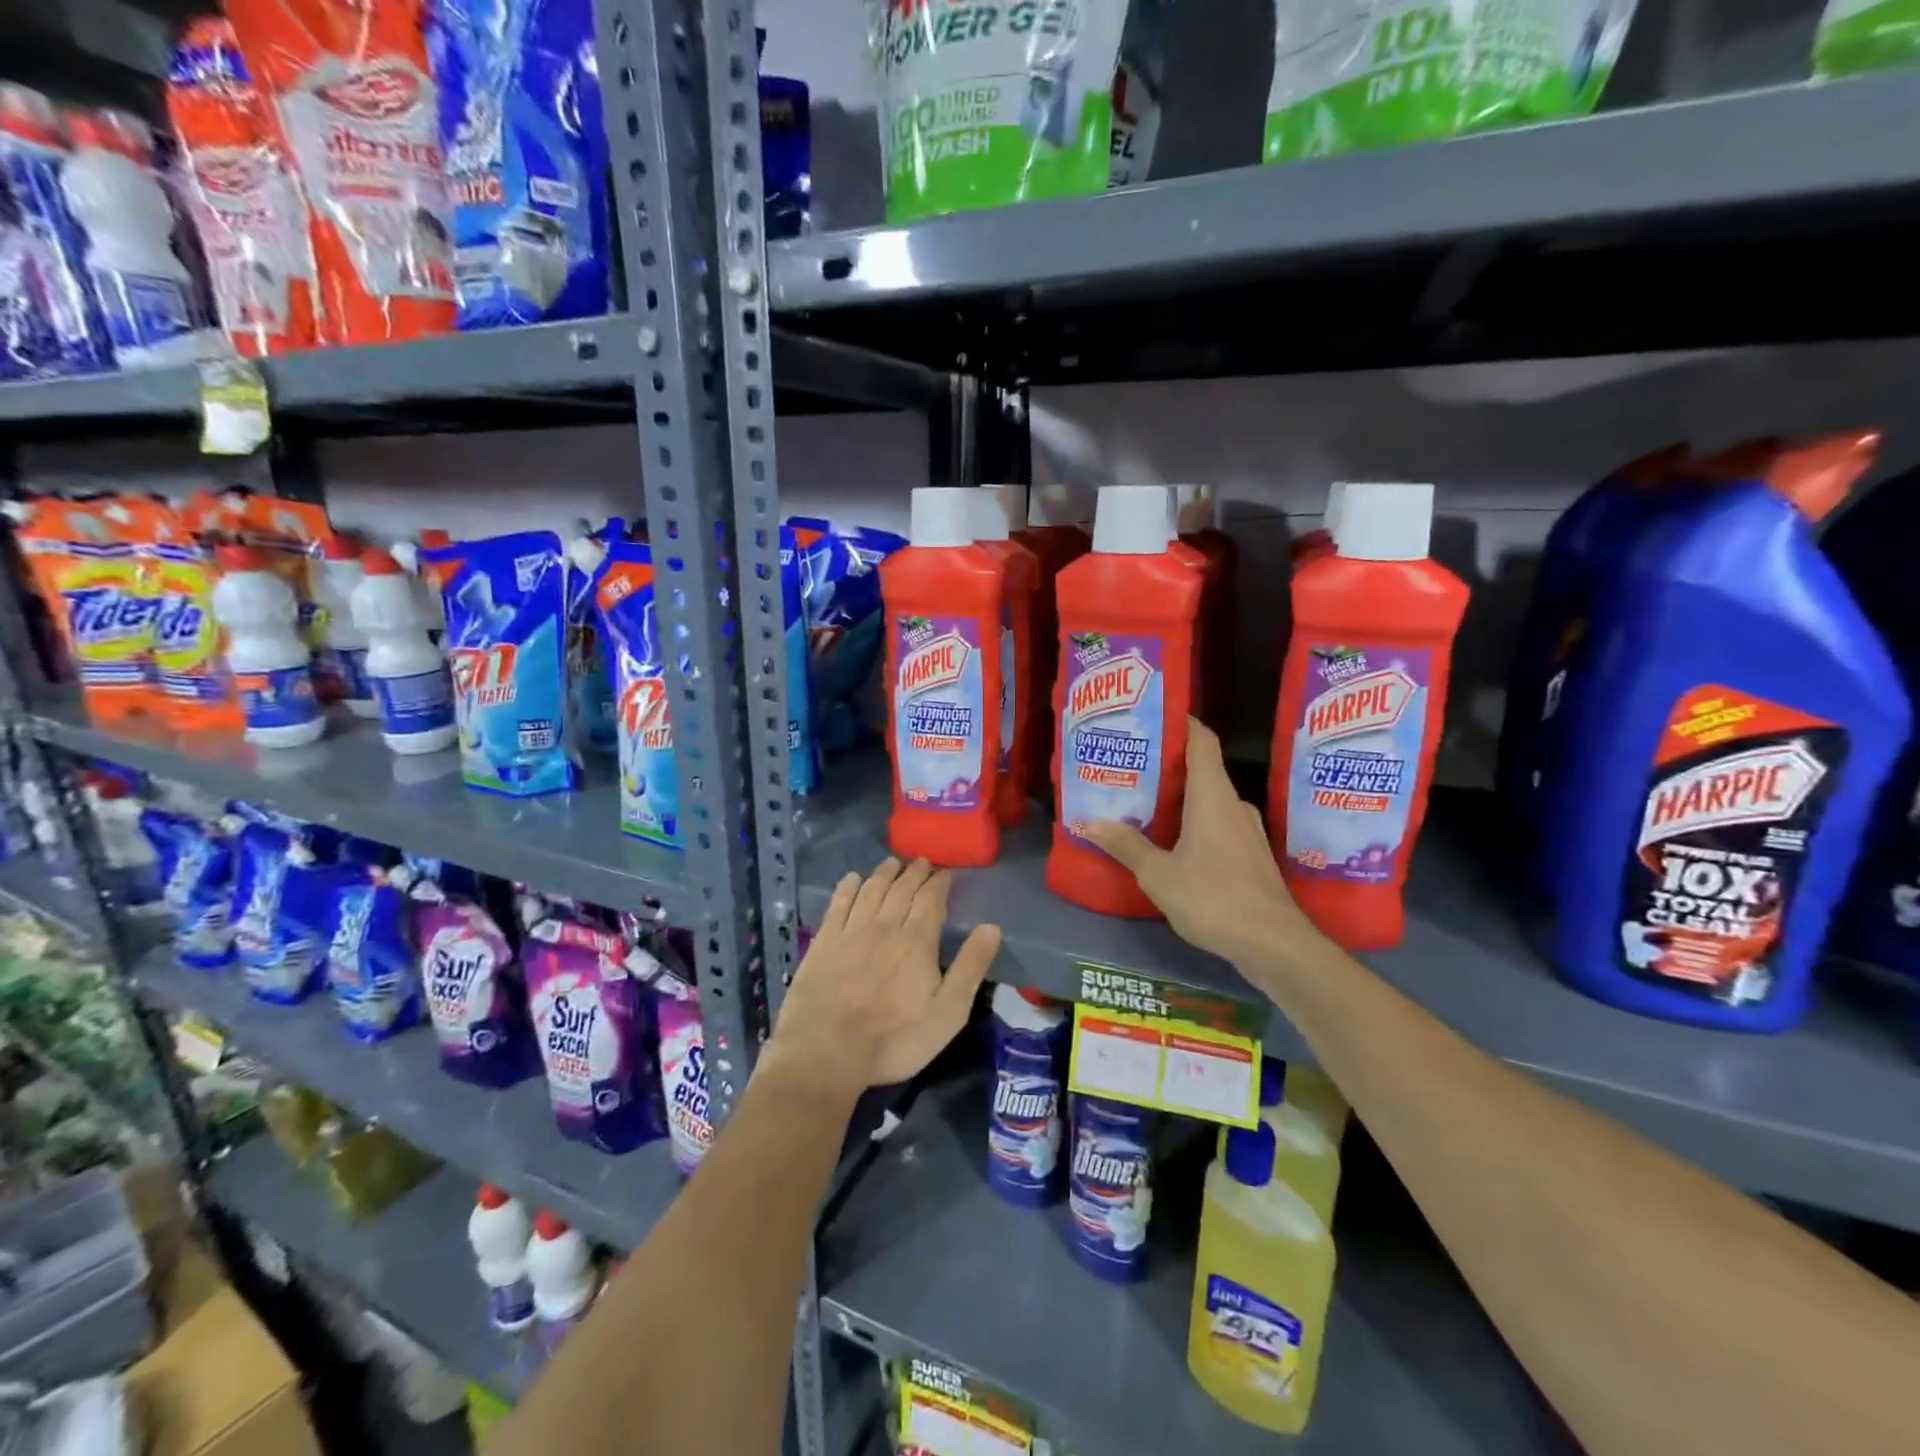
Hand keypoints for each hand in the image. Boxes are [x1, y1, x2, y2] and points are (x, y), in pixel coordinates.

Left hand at [769, 857, 1001, 1099]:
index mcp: (916, 941)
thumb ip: (970, 967)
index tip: (945, 873)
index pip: (931, 900)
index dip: (939, 883)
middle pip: (902, 890)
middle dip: (914, 873)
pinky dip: (848, 887)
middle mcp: (884, 926)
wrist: (826, 1051)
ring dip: (884, 874)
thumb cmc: (894, 1039)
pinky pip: (838, 904)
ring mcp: (850, 931)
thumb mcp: (947, 1013)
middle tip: (921, 862)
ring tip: (892, 863)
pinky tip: (852, 879)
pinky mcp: (824, 942)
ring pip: (871, 891)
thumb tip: (991, 927)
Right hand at [1084, 717, 1309, 966]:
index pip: (1201, 740)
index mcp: (1212, 795)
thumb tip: (1089, 822)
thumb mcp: (1159, 874)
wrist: (1274, 944)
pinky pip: (1218, 824)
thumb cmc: (1213, 898)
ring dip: (1180, 797)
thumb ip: (1126, 845)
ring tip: (1144, 802)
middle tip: (1131, 765)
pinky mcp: (1251, 855)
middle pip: (1202, 768)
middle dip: (1168, 764)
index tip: (1151, 716)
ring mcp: (1247, 831)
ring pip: (1209, 799)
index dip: (1180, 722)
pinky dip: (1193, 822)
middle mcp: (1233, 804)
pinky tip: (1171, 840)